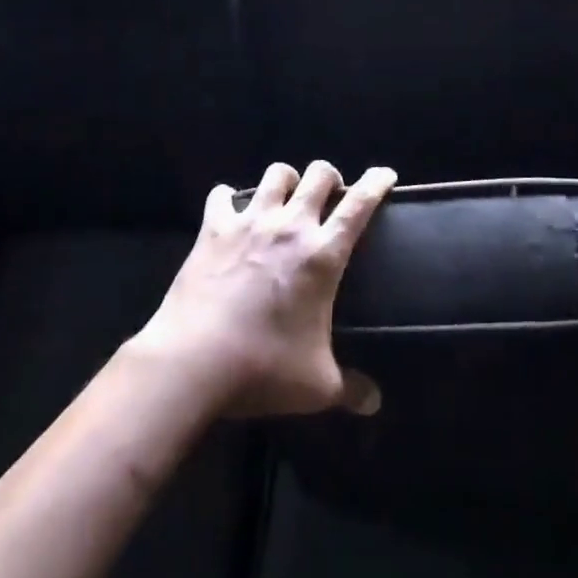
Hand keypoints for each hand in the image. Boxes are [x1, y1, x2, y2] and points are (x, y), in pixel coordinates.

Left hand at [136, 161, 394, 417]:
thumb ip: (349, 388)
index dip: (376, 183)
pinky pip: (222, 194)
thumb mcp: (316, 386)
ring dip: (285, 180)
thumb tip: (374, 403)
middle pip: (319, 174)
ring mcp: (250, 222)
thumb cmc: (263, 369)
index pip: (360, 204)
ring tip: (285, 197)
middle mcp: (291, 226)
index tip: (385, 173)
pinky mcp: (214, 228)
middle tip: (329, 194)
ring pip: (276, 174)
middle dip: (329, 177)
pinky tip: (230, 210)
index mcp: (323, 255)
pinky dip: (229, 198)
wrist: (193, 361)